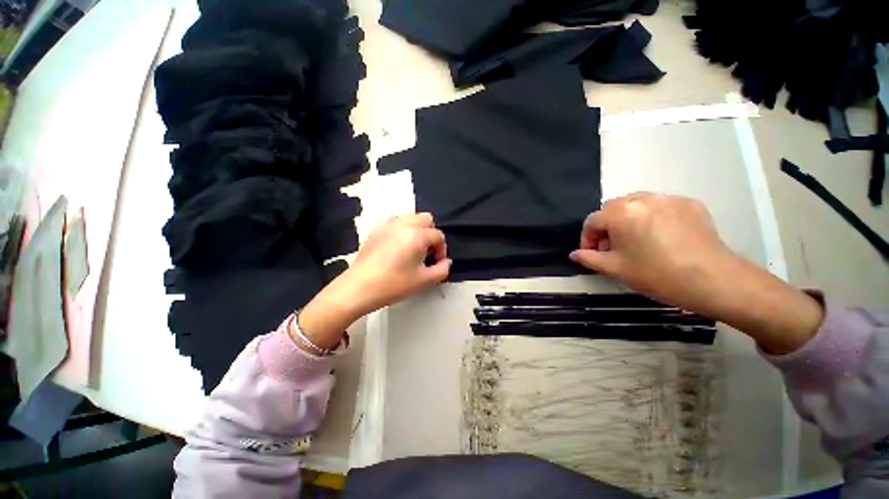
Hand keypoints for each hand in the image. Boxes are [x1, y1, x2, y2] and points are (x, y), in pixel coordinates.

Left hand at [295, 213, 450, 350]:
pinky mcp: (376, 230)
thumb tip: (446, 262)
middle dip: (431, 234)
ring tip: (413, 248)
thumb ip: (442, 270)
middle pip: (426, 219)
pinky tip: (397, 246)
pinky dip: (402, 229)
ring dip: (417, 230)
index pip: (438, 235)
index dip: (442, 250)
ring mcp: (387, 225)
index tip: (437, 263)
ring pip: (410, 218)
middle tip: (427, 252)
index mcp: (417, 235)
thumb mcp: (424, 281)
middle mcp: (403, 224)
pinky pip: (395, 222)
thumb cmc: (393, 284)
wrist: (359, 288)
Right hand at [570, 192, 822, 353]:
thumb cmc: (657, 274)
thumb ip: (589, 258)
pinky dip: (651, 218)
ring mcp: (669, 199)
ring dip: (627, 221)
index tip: (591, 255)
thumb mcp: (615, 269)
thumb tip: (574, 254)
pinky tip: (659, 238)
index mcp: (621, 212)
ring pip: (636, 205)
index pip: (592, 221)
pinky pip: (660, 207)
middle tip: (612, 249)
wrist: (715, 280)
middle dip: (606, 228)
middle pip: (612, 209)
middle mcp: (642, 198)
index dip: (587, 239)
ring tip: (634, 242)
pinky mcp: (690, 204)